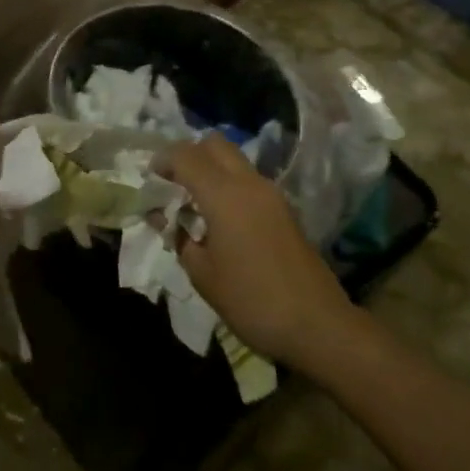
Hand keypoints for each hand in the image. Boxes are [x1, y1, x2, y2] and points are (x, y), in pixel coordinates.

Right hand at [163, 134, 365, 373]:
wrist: (319, 326)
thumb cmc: (252, 301)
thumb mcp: (202, 274)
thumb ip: (178, 237)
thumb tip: (164, 218)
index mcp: (223, 194)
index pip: (185, 155)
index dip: (162, 160)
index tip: (149, 178)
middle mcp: (248, 183)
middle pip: (214, 144)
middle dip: (189, 155)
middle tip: (173, 182)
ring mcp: (271, 194)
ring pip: (234, 160)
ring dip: (210, 169)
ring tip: (194, 202)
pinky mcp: (285, 210)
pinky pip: (248, 180)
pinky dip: (228, 184)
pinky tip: (220, 218)